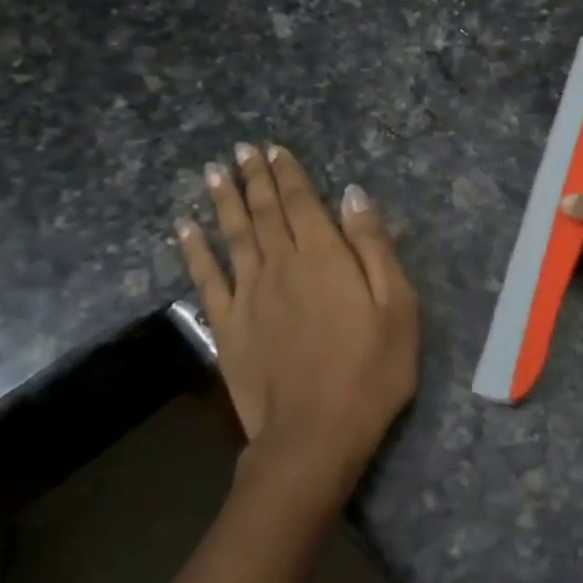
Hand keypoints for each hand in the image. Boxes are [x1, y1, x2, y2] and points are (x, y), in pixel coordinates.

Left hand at [177, 142, 418, 508]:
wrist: (315, 433)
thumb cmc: (371, 371)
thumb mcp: (397, 307)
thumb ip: (374, 247)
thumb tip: (353, 195)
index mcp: (325, 258)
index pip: (303, 203)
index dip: (289, 174)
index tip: (275, 149)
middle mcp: (281, 265)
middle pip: (265, 212)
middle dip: (255, 178)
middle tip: (242, 150)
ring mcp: (248, 295)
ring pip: (233, 235)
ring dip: (224, 201)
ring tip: (214, 172)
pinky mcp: (227, 326)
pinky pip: (205, 278)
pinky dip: (194, 250)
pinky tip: (184, 228)